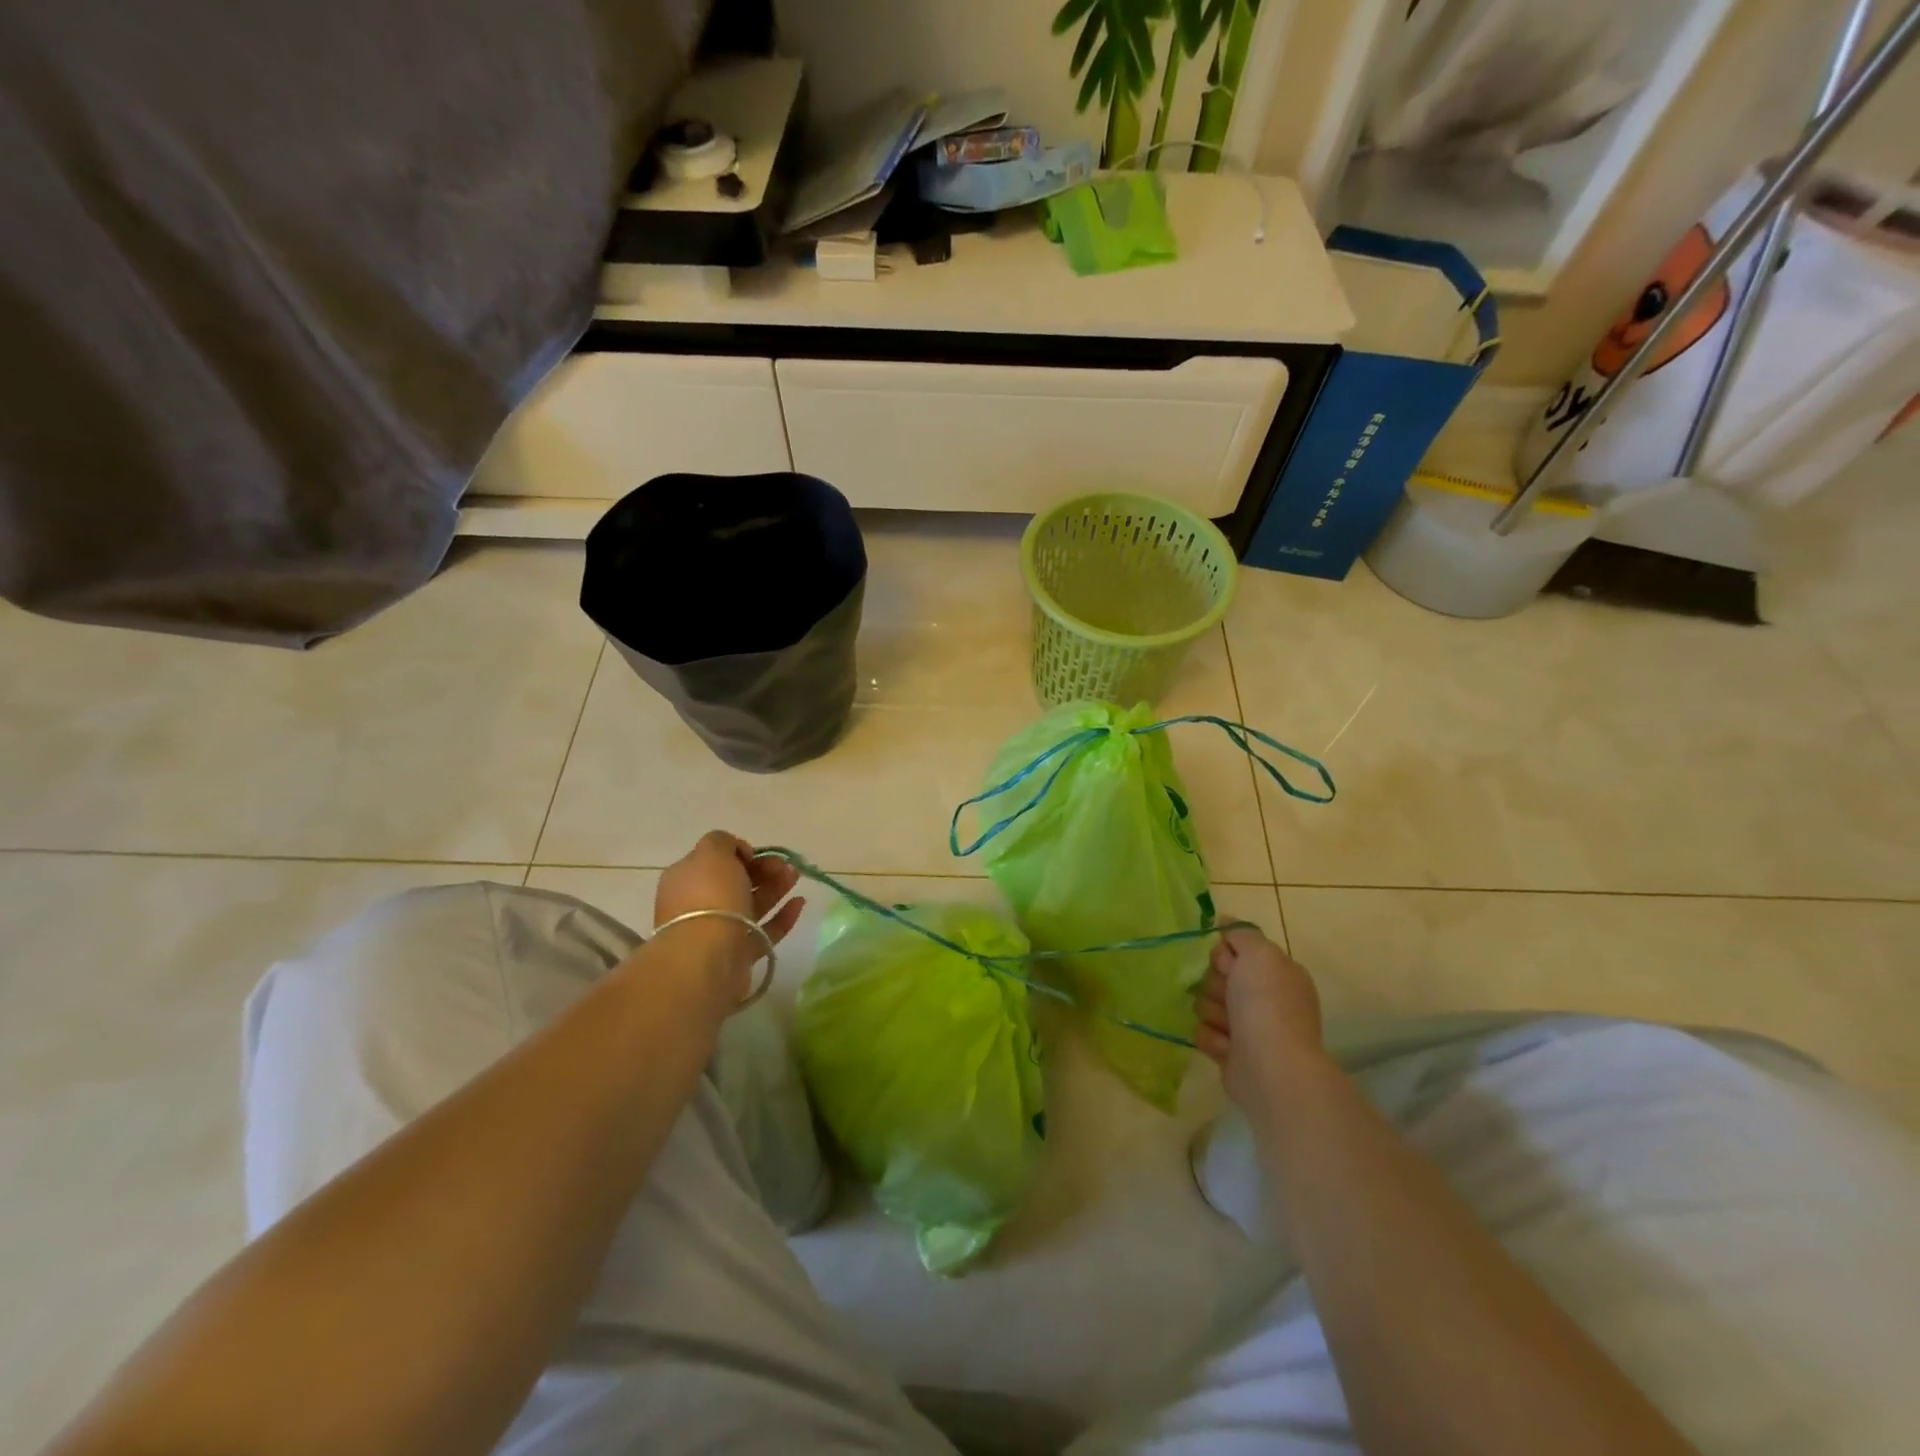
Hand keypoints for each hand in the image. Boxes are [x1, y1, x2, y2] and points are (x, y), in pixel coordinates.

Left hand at [652, 831, 805, 1004]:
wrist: (707, 957)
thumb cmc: (709, 897)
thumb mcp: (712, 852)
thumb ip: (723, 841)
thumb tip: (737, 853)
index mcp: (686, 880)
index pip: (714, 861)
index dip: (738, 853)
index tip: (756, 853)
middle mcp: (698, 905)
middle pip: (735, 882)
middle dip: (763, 869)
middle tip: (784, 865)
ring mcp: (719, 931)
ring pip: (751, 905)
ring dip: (775, 888)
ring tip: (796, 876)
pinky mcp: (739, 955)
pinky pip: (764, 931)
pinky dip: (782, 916)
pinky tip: (800, 902)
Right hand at [1194, 927, 1327, 1113]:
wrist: (1271, 1066)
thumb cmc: (1267, 1003)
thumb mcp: (1259, 953)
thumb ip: (1241, 932)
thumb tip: (1224, 920)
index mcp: (1277, 974)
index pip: (1236, 952)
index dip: (1224, 956)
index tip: (1226, 965)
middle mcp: (1265, 1000)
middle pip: (1218, 978)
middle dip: (1215, 985)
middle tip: (1228, 997)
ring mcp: (1249, 1028)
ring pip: (1207, 1005)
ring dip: (1212, 1013)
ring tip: (1228, 1026)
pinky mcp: (1231, 1053)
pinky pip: (1205, 1033)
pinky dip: (1212, 1038)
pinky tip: (1227, 1046)